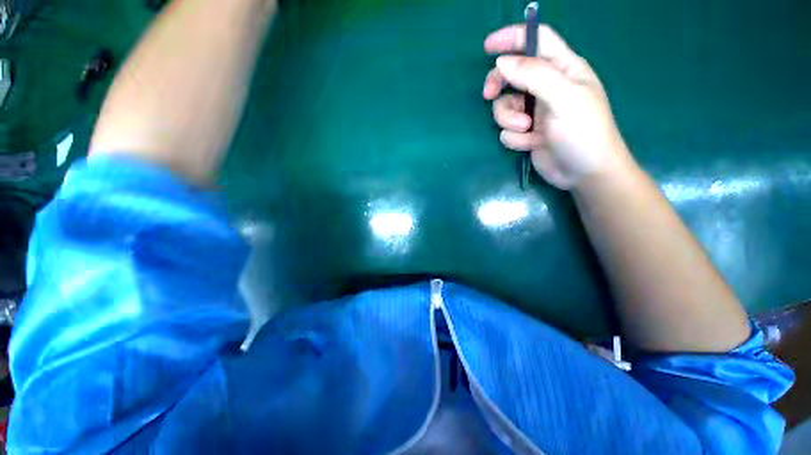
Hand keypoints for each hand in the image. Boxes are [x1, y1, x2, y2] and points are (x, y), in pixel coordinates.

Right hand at [483, 25, 632, 189]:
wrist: (583, 173)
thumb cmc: (583, 132)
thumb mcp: (563, 98)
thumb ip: (534, 76)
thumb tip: (501, 63)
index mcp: (563, 69)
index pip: (537, 40)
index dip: (513, 37)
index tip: (488, 46)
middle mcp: (546, 87)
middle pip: (512, 74)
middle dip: (499, 85)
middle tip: (490, 95)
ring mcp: (535, 112)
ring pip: (505, 107)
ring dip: (508, 119)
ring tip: (526, 130)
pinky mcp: (526, 133)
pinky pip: (507, 130)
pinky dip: (515, 138)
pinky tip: (530, 144)